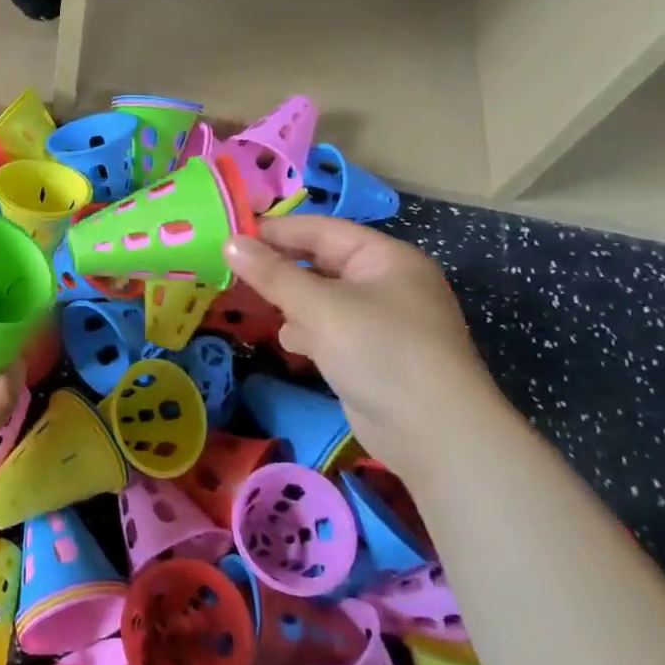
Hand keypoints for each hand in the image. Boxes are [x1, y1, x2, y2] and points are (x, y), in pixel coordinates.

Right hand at [223, 215, 514, 487]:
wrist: (433, 433)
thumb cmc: (380, 351)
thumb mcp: (320, 307)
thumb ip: (273, 274)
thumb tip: (230, 243)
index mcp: (385, 258)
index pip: (322, 230)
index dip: (277, 230)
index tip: (232, 236)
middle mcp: (385, 283)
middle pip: (321, 263)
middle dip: (282, 271)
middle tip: (235, 274)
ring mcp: (381, 321)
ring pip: (322, 298)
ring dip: (293, 304)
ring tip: (263, 311)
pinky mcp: (372, 354)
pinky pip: (331, 329)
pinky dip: (309, 333)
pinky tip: (295, 346)